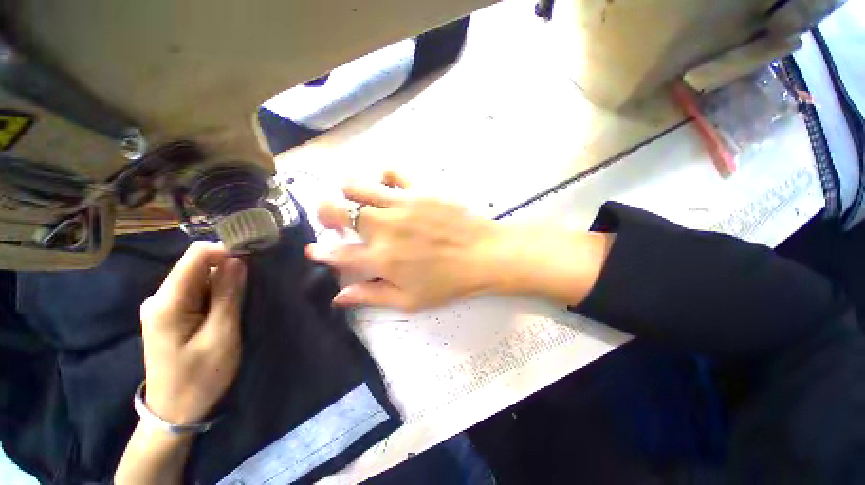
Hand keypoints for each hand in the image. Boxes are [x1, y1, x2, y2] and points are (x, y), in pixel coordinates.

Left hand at [139, 242, 246, 424]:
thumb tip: (238, 260)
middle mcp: (160, 298)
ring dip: (224, 282)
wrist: (174, 413)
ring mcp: (163, 307)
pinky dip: (216, 292)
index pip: (196, 256)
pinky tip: (229, 306)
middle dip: (228, 268)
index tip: (254, 256)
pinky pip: (196, 291)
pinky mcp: (170, 315)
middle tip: (255, 282)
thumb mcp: (221, 336)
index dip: (226, 249)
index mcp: (167, 302)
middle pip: (197, 266)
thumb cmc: (199, 378)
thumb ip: (228, 295)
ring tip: (245, 297)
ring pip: (199, 278)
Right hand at [306, 172, 507, 310]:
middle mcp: (384, 228)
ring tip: (358, 200)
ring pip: (356, 186)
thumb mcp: (410, 300)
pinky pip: (392, 171)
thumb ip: (371, 296)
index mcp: (381, 259)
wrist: (484, 254)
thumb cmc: (449, 282)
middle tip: (334, 219)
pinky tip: (389, 187)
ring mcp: (402, 204)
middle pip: (337, 210)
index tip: (315, 249)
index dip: (320, 252)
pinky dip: (384, 178)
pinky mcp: (421, 188)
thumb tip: (339, 297)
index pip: (336, 253)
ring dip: (349, 193)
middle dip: (327, 214)